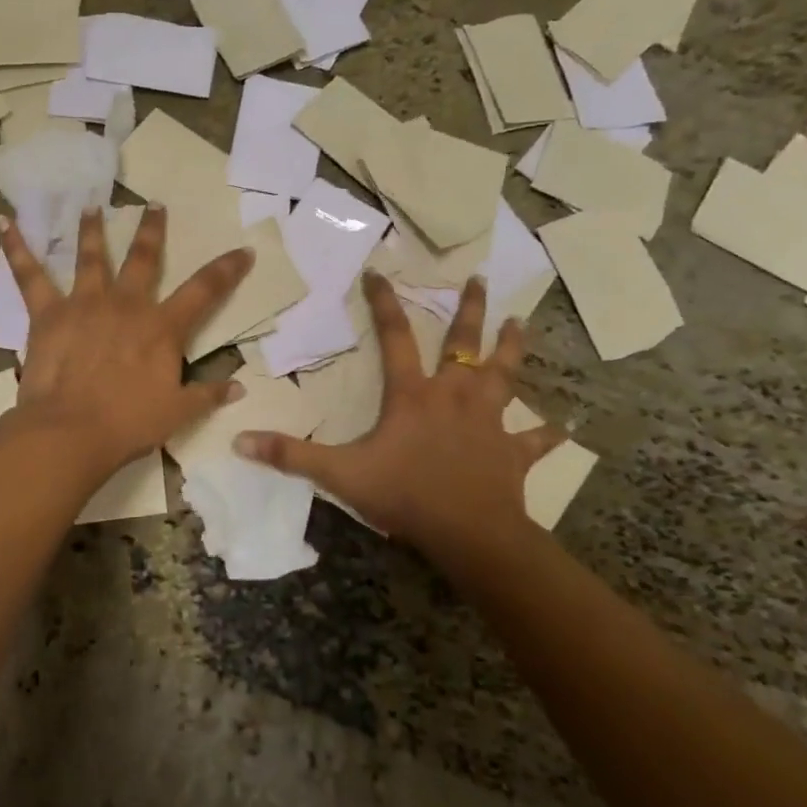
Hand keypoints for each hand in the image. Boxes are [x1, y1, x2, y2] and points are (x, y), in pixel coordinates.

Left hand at [0, 206, 252, 475]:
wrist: (70, 431)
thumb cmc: (128, 423)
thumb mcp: (178, 413)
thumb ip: (208, 395)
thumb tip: (240, 387)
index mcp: (162, 327)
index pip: (204, 290)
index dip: (227, 269)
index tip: (243, 250)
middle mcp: (126, 304)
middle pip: (143, 258)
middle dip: (152, 230)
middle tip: (155, 205)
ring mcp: (85, 303)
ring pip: (91, 256)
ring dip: (92, 229)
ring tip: (91, 206)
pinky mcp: (48, 312)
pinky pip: (29, 275)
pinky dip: (16, 248)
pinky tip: (4, 223)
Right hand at [236, 272, 563, 553]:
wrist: (470, 534)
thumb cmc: (406, 495)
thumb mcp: (341, 474)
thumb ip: (291, 455)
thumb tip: (240, 441)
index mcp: (413, 395)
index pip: (395, 337)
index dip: (384, 303)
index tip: (379, 272)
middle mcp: (454, 396)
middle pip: (464, 344)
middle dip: (470, 310)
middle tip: (479, 279)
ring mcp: (489, 422)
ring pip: (505, 375)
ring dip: (513, 349)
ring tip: (522, 322)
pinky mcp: (512, 452)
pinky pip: (534, 439)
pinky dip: (548, 433)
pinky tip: (566, 426)